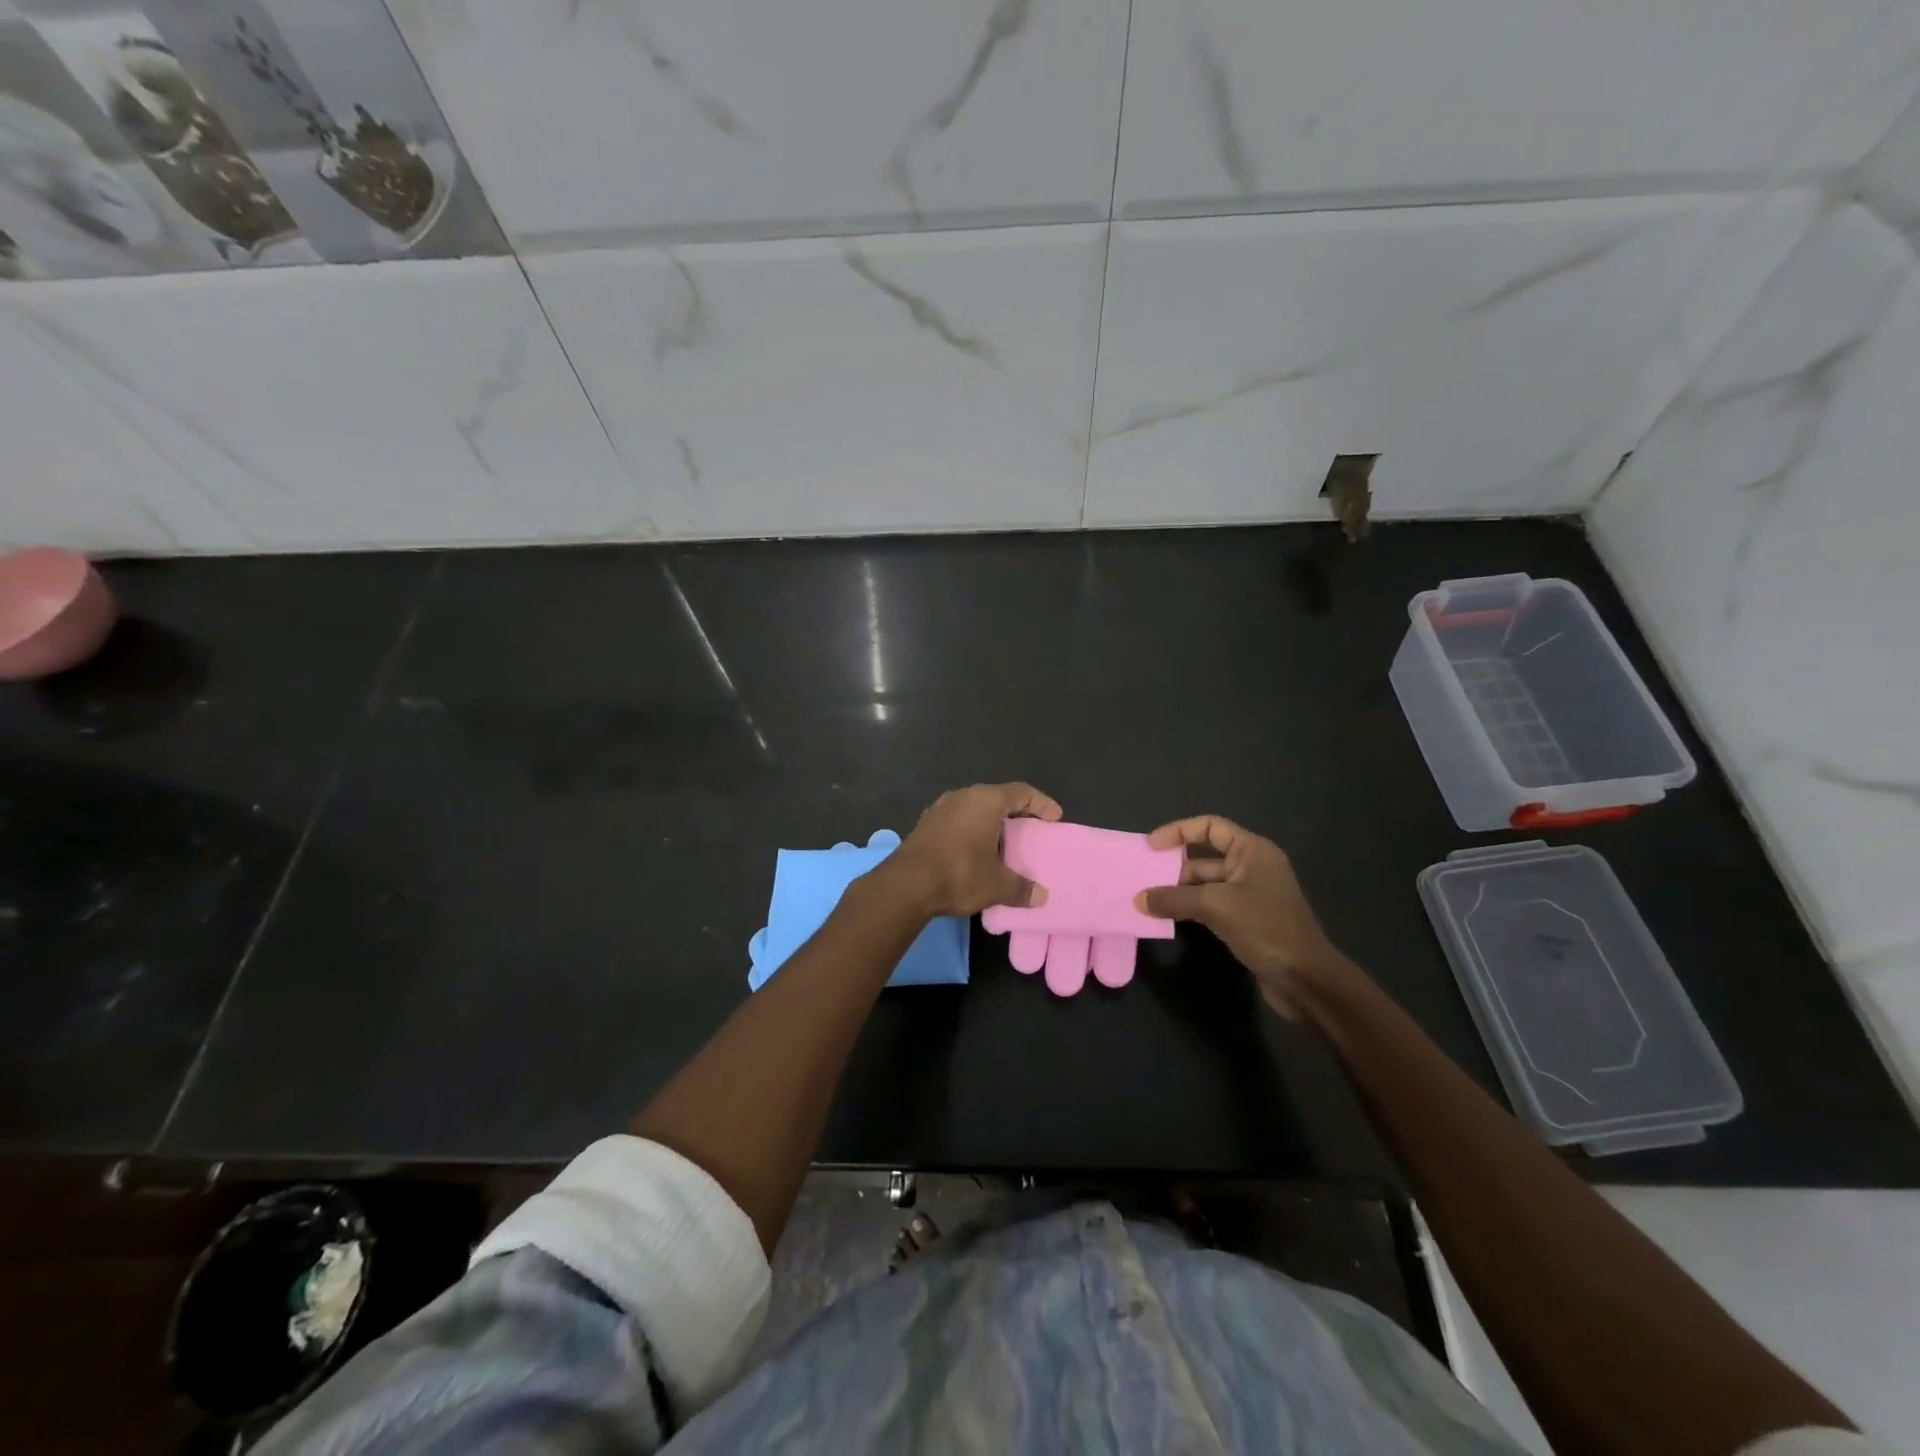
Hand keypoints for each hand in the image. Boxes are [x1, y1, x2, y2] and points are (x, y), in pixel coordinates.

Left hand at [885, 783, 1062, 918]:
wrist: (905, 884)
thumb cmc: (959, 873)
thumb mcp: (997, 884)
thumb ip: (1021, 887)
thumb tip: (1041, 896)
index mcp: (986, 800)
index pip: (1022, 792)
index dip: (1041, 804)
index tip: (1055, 818)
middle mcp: (963, 796)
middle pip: (997, 797)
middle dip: (1016, 813)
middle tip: (1031, 830)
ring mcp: (940, 808)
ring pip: (974, 809)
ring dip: (991, 823)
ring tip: (1004, 843)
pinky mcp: (925, 824)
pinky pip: (958, 821)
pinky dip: (972, 831)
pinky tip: (975, 851)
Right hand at [1135, 815, 1350, 1017]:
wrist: (1306, 979)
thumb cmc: (1265, 928)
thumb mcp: (1215, 906)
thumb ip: (1174, 898)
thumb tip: (1139, 899)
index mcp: (1252, 851)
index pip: (1210, 827)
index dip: (1178, 831)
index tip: (1151, 847)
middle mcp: (1252, 867)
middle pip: (1205, 857)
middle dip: (1174, 867)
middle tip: (1142, 878)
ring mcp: (1250, 896)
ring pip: (1205, 885)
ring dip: (1178, 891)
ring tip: (1147, 900)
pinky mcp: (1247, 921)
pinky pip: (1211, 906)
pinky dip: (1190, 909)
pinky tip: (1167, 918)